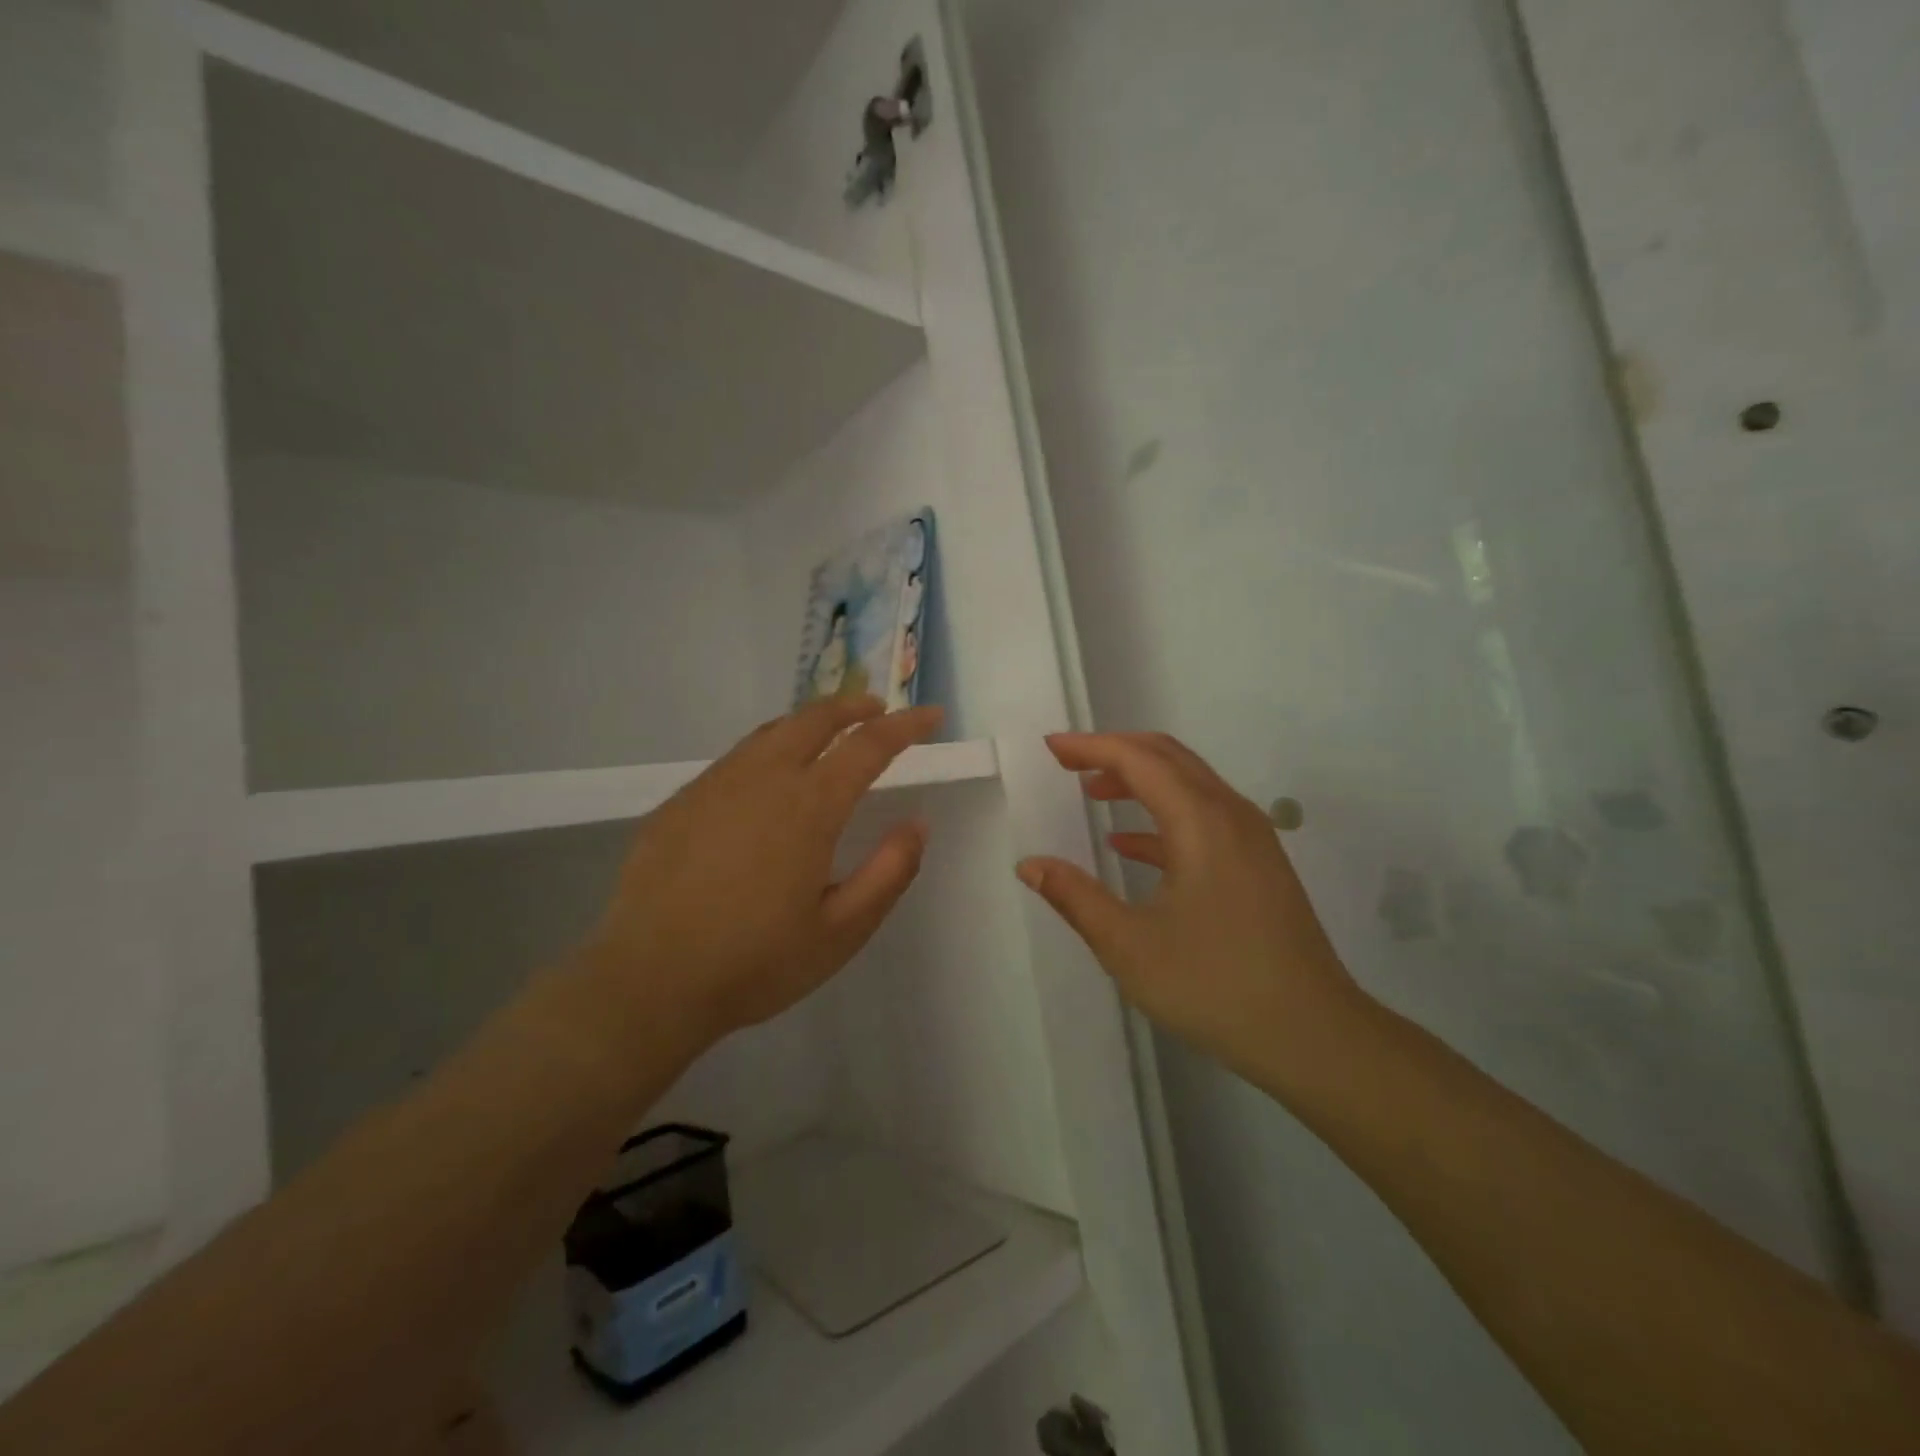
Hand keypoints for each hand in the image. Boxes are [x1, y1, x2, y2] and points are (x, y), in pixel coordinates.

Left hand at [585, 697, 942, 1045]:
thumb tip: (917, 824)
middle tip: (878, 708)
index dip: (906, 725)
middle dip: (853, 706)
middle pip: (815, 719)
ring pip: (771, 732)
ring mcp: (715, 785)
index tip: (932, 714)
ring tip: (830, 731)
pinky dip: (769, 748)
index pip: (869, 745)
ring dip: (809, 722)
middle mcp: (763, 779)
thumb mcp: (841, 932)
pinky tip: (768, 777)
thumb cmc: (755, 963)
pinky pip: (735, 758)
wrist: (647, 982)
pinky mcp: (680, 802)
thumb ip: (888, 873)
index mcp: (809, 807)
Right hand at [1017, 732, 1367, 1081]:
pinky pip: (1204, 817)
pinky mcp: (1258, 864)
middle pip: (1168, 757)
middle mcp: (1231, 815)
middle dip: (1114, 751)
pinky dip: (1162, 816)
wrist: (1313, 1035)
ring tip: (1093, 791)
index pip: (1138, 759)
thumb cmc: (1214, 985)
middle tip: (1068, 761)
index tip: (1050, 747)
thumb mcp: (1129, 946)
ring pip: (1188, 784)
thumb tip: (1029, 865)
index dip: (1090, 746)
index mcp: (1201, 822)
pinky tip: (1129, 845)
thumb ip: (1075, 898)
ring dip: (1140, 779)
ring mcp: (1251, 839)